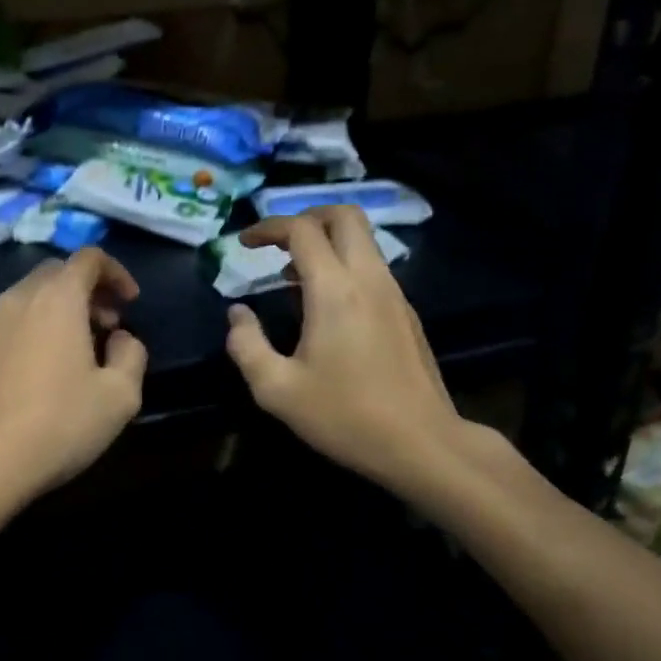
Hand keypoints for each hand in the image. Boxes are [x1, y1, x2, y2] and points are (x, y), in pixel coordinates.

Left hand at [0, 247, 147, 524]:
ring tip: (80, 350)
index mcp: (57, 297)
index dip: (117, 272)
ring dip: (61, 310)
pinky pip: (12, 323)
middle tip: (109, 325)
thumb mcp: (120, 396)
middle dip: (89, 290)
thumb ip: (131, 355)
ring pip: (32, 297)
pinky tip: (44, 372)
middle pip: (58, 273)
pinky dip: (36, 328)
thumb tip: (120, 340)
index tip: (131, 302)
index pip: (89, 258)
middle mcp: (19, 298)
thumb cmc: (58, 423)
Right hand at [223, 206, 477, 499]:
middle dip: (306, 217)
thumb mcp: (276, 389)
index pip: (301, 229)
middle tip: (278, 243)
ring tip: (294, 279)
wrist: (423, 445)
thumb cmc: (345, 416)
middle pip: (345, 216)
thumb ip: (246, 345)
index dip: (268, 227)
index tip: (245, 243)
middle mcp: (368, 278)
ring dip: (327, 243)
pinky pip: (373, 268)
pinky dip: (345, 266)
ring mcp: (394, 294)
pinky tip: (326, 308)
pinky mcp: (406, 313)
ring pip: (363, 240)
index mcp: (334, 289)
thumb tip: (237, 314)